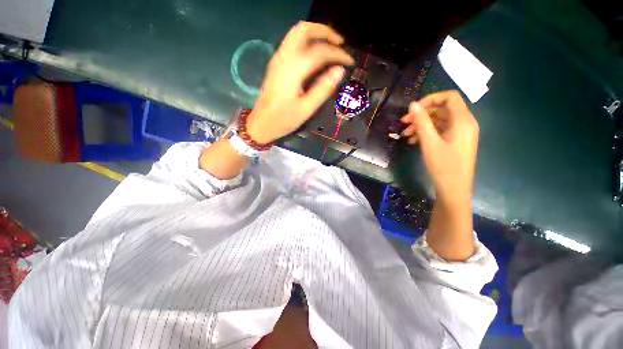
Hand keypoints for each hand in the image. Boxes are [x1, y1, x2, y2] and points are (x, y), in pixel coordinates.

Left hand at [246, 22, 353, 143]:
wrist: (261, 123)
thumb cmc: (284, 119)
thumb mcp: (306, 108)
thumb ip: (323, 88)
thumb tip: (339, 71)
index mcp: (294, 69)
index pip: (320, 51)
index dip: (338, 54)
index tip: (350, 62)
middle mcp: (284, 57)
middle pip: (304, 30)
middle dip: (325, 32)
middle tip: (340, 44)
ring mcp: (278, 59)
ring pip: (296, 33)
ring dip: (315, 34)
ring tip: (330, 46)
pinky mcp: (276, 64)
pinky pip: (292, 43)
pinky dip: (306, 41)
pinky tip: (315, 55)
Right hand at [400, 91, 478, 204]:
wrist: (454, 190)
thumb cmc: (443, 166)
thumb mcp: (429, 142)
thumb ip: (421, 121)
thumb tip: (413, 104)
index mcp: (462, 120)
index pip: (449, 97)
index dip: (430, 99)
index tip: (413, 110)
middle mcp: (464, 123)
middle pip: (442, 110)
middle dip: (422, 115)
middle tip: (403, 123)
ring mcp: (460, 134)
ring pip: (439, 121)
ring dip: (421, 125)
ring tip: (405, 135)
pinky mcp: (455, 142)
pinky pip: (440, 131)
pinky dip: (427, 133)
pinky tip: (413, 141)